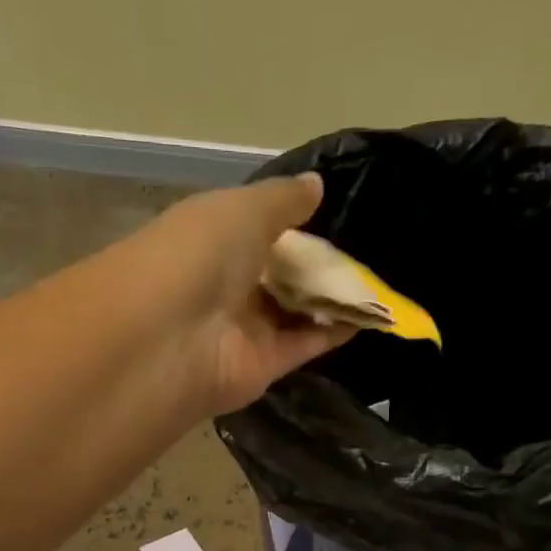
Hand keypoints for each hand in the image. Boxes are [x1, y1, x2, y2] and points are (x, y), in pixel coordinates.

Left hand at [111, 174, 352, 415]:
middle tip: (371, 247)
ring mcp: (244, 327)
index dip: (293, 221)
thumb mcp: (243, 209)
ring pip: (296, 309)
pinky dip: (336, 330)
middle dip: (318, 262)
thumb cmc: (198, 255)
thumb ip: (283, 199)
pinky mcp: (263, 365)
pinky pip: (306, 343)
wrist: (170, 337)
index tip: (337, 212)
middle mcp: (227, 284)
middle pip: (280, 272)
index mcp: (211, 238)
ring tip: (380, 278)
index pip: (257, 228)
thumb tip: (316, 186)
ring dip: (333, 296)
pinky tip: (373, 313)